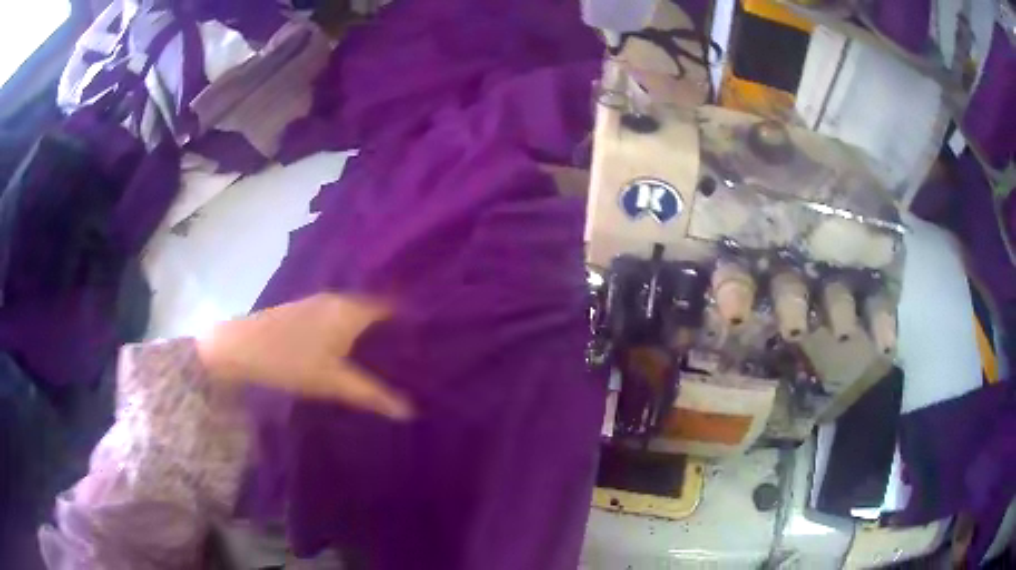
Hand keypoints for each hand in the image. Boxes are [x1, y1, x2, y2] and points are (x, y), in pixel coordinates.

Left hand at [196, 293, 413, 420]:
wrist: (239, 348)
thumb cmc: (290, 361)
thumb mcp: (333, 382)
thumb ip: (372, 394)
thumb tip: (409, 410)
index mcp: (350, 309)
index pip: (391, 308)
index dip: (409, 323)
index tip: (425, 344)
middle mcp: (337, 299)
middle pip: (374, 310)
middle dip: (391, 331)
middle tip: (410, 357)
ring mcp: (318, 303)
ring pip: (354, 315)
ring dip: (369, 332)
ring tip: (386, 357)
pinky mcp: (303, 311)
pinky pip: (338, 319)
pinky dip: (350, 333)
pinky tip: (350, 353)